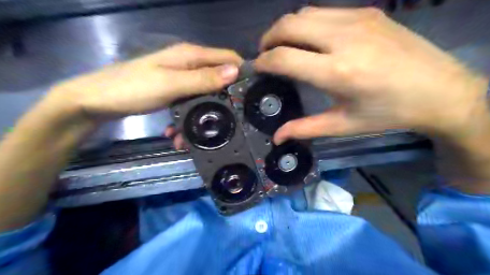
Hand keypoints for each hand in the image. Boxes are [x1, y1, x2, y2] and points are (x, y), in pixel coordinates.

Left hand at [48, 43, 242, 122]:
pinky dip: (189, 116)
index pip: (228, 58)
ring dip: (204, 113)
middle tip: (228, 121)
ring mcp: (180, 79)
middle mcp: (188, 65)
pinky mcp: (173, 91)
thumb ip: (203, 79)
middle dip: (223, 99)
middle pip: (218, 78)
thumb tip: (235, 72)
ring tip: (197, 135)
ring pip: (204, 94)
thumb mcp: (171, 85)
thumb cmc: (132, 89)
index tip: (250, 94)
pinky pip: (190, 103)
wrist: (95, 101)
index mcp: (190, 56)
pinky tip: (180, 132)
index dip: (241, 72)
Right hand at [254, 6, 487, 143]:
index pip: (284, 57)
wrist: (441, 90)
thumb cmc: (388, 113)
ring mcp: (357, 19)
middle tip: (265, 55)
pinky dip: (306, 23)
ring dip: (286, 28)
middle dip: (268, 39)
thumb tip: (276, 137)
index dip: (263, 61)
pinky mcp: (367, 12)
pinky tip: (310, 40)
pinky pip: (323, 11)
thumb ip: (305, 128)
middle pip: (289, 25)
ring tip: (284, 46)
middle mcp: (343, 38)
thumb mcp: (343, 124)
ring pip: (304, 13)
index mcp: (337, 72)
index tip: (256, 68)